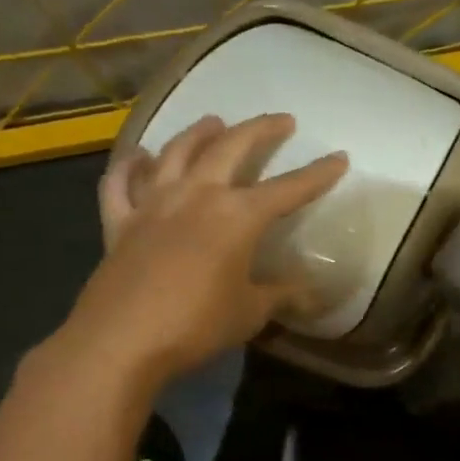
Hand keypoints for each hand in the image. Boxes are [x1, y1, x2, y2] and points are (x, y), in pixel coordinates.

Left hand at [53, 113, 346, 394]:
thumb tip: (310, 292)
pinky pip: (121, 183)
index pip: (289, 189)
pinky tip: (139, 156)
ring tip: (214, 121)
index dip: (318, 174)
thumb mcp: (250, 312)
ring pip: (176, 152)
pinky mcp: (120, 222)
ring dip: (198, 133)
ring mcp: (153, 204)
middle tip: (280, 120)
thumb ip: (280, 294)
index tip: (340, 157)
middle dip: (259, 130)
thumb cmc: (197, 324)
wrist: (122, 340)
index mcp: (238, 216)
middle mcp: (197, 196)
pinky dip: (130, 165)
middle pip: (231, 148)